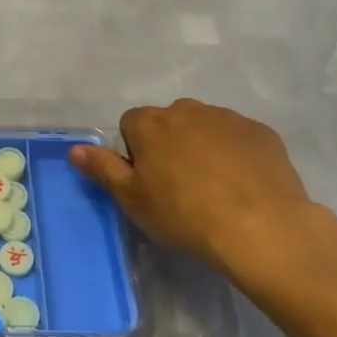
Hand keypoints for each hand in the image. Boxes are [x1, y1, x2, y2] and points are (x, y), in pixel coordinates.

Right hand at [70, 100, 336, 297]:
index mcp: (150, 123)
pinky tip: (243, 186)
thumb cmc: (184, 214)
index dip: (136, 152)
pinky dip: (236, 154)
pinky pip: (239, 138)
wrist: (261, 227)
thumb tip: (75, 149)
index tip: (147, 181)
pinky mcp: (262, 132)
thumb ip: (102, 168)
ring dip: (203, 147)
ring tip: (214, 188)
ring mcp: (228, 118)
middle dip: (170, 145)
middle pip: (169, 122)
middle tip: (179, 187)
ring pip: (205, 127)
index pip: (130, 125)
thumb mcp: (132, 199)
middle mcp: (187, 109)